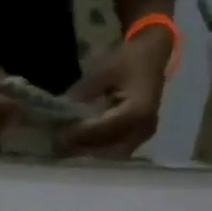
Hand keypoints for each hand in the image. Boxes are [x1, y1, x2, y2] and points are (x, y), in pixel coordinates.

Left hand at [60, 27, 174, 157]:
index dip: (80, 134)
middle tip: (61, 150)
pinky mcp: (140, 137)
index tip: (58, 138)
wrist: (152, 56)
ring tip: (68, 151)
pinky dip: (100, 151)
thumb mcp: (103, 71)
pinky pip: (119, 150)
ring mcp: (144, 135)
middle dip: (84, 151)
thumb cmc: (129, 60)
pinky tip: (83, 148)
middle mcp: (143, 128)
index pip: (104, 128)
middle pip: (110, 149)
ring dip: (91, 154)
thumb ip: (83, 93)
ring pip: (114, 154)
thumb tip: (62, 112)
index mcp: (138, 110)